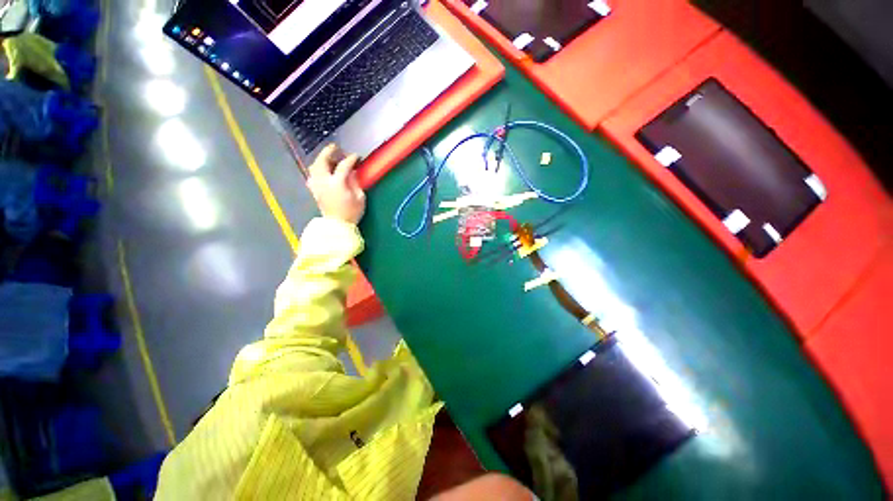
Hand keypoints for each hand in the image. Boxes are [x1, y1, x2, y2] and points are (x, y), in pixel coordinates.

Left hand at [307, 144, 365, 224]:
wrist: (338, 226)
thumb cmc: (352, 213)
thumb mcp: (360, 198)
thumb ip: (355, 182)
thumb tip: (352, 172)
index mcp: (337, 183)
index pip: (343, 165)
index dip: (351, 159)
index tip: (357, 156)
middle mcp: (324, 181)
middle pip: (322, 161)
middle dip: (329, 152)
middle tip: (336, 147)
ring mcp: (317, 185)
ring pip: (314, 166)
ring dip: (321, 159)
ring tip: (329, 158)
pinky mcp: (314, 190)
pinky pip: (312, 175)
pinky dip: (317, 169)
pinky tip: (323, 171)